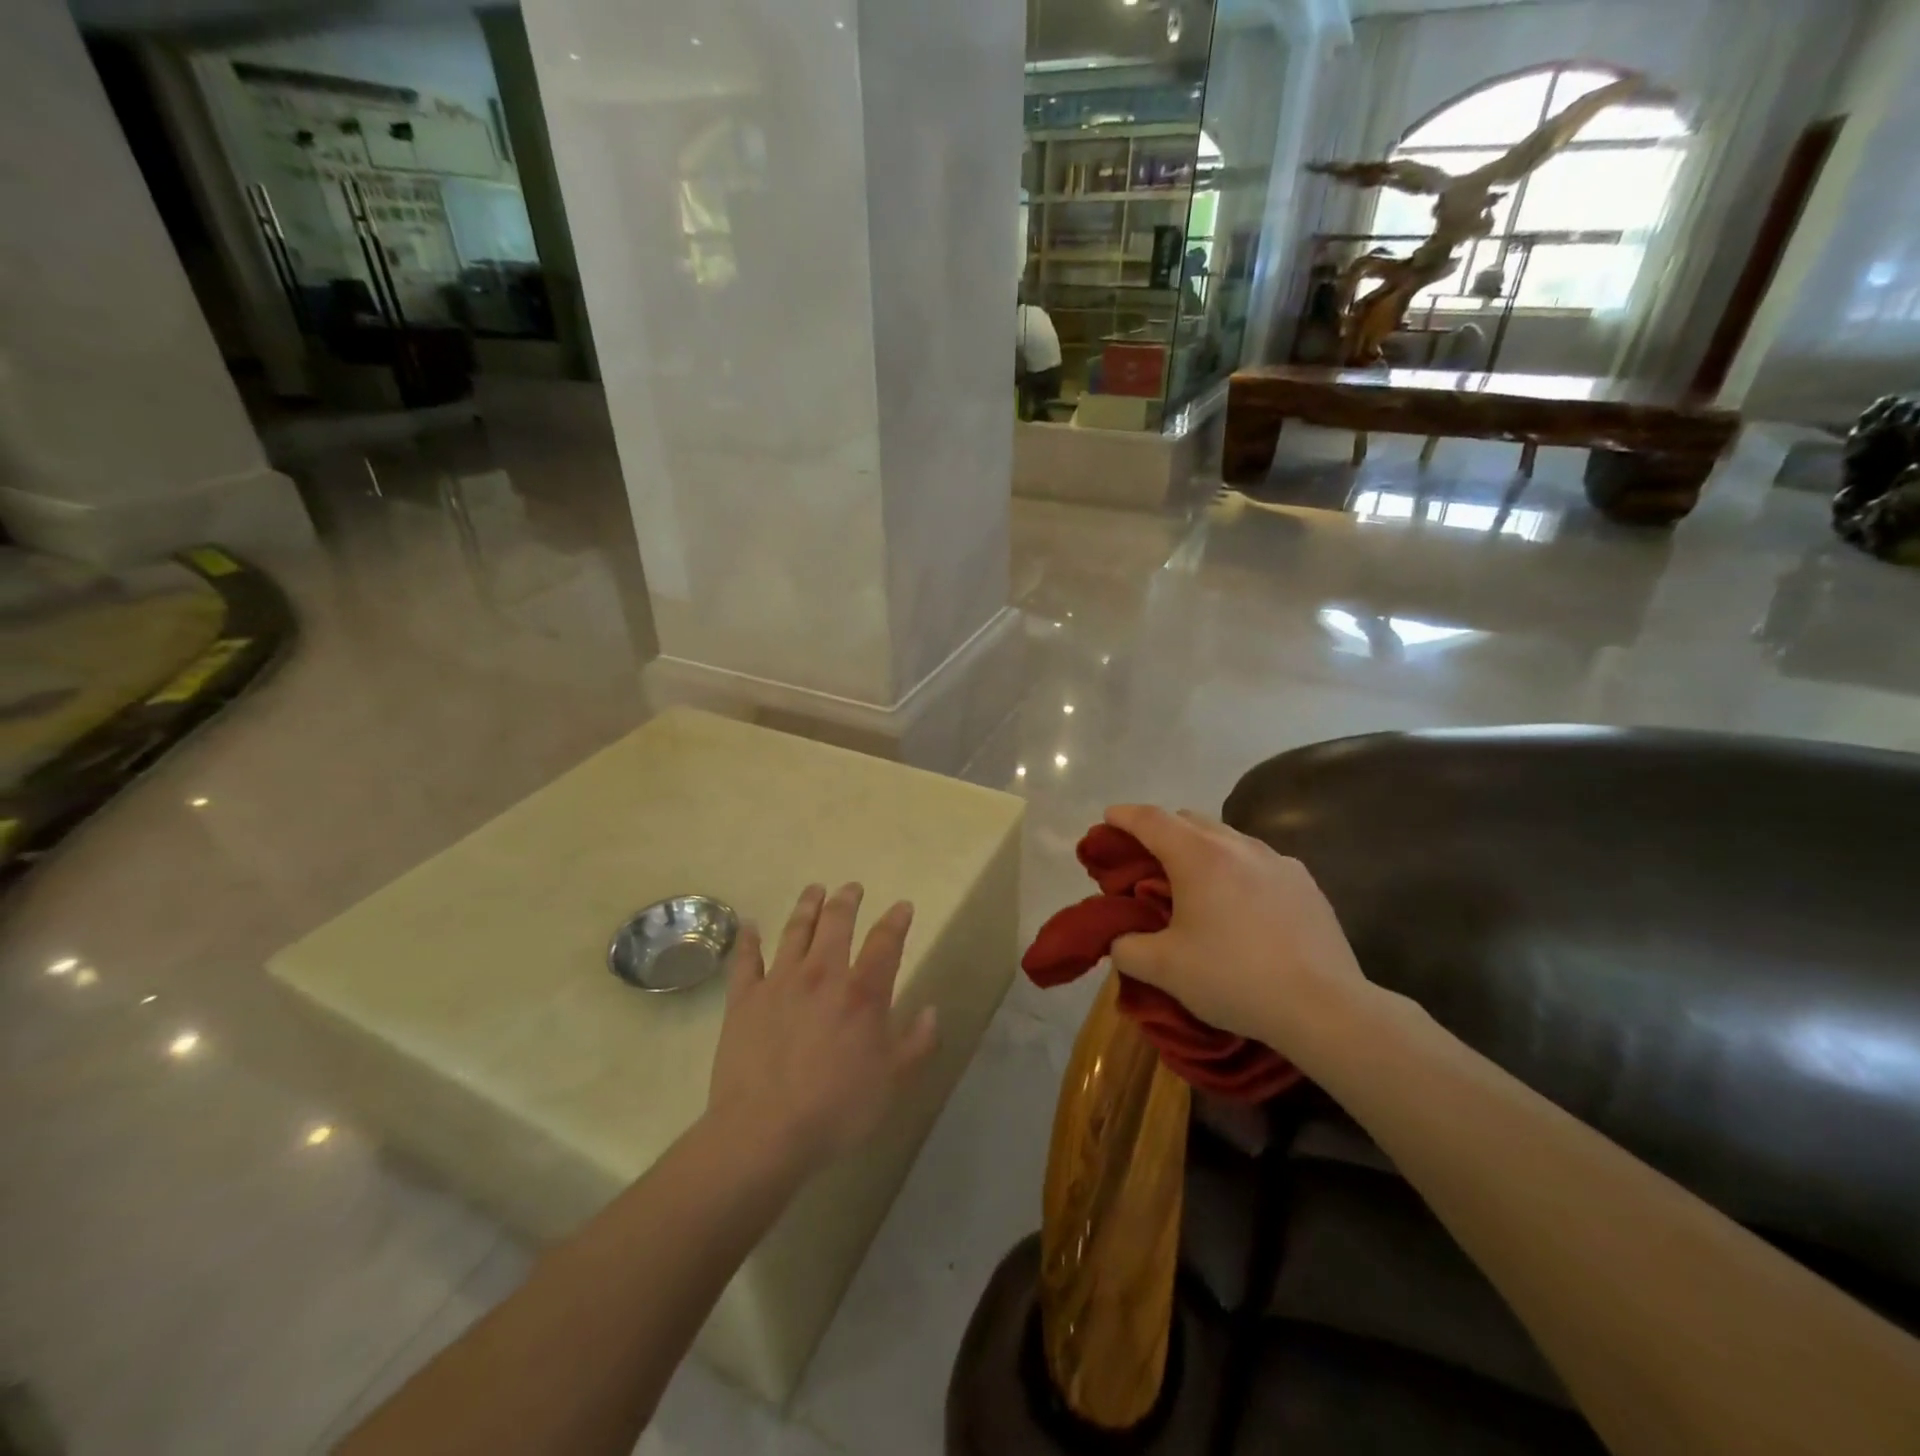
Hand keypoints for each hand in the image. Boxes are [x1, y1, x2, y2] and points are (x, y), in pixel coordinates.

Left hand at [706, 883, 938, 1176]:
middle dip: (847, 900)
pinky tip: (750, 926)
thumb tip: (933, 1011)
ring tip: (814, 889)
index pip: (885, 941)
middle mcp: (822, 974)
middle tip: (852, 888)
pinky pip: (746, 960)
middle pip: (836, 922)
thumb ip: (916, 1043)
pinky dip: (749, 940)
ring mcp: (779, 982)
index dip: (896, 919)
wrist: (763, 1133)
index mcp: (862, 993)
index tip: (902, 906)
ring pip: (795, 931)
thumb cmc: (836, 1110)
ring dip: (806, 906)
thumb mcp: (891, 1083)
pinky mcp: (744, 999)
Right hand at [1104, 805, 1370, 1051]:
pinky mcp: (1305, 883)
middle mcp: (1238, 846)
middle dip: (1161, 830)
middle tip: (1146, 859)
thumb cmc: (1233, 978)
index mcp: (1198, 856)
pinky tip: (1239, 904)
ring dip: (1201, 848)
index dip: (1124, 816)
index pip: (1151, 820)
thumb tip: (1120, 939)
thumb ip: (1126, 947)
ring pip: (1227, 838)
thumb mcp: (1163, 969)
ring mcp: (1277, 861)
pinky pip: (1258, 861)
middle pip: (1189, 820)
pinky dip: (1236, 869)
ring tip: (1193, 882)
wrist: (1324, 1007)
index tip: (1109, 818)